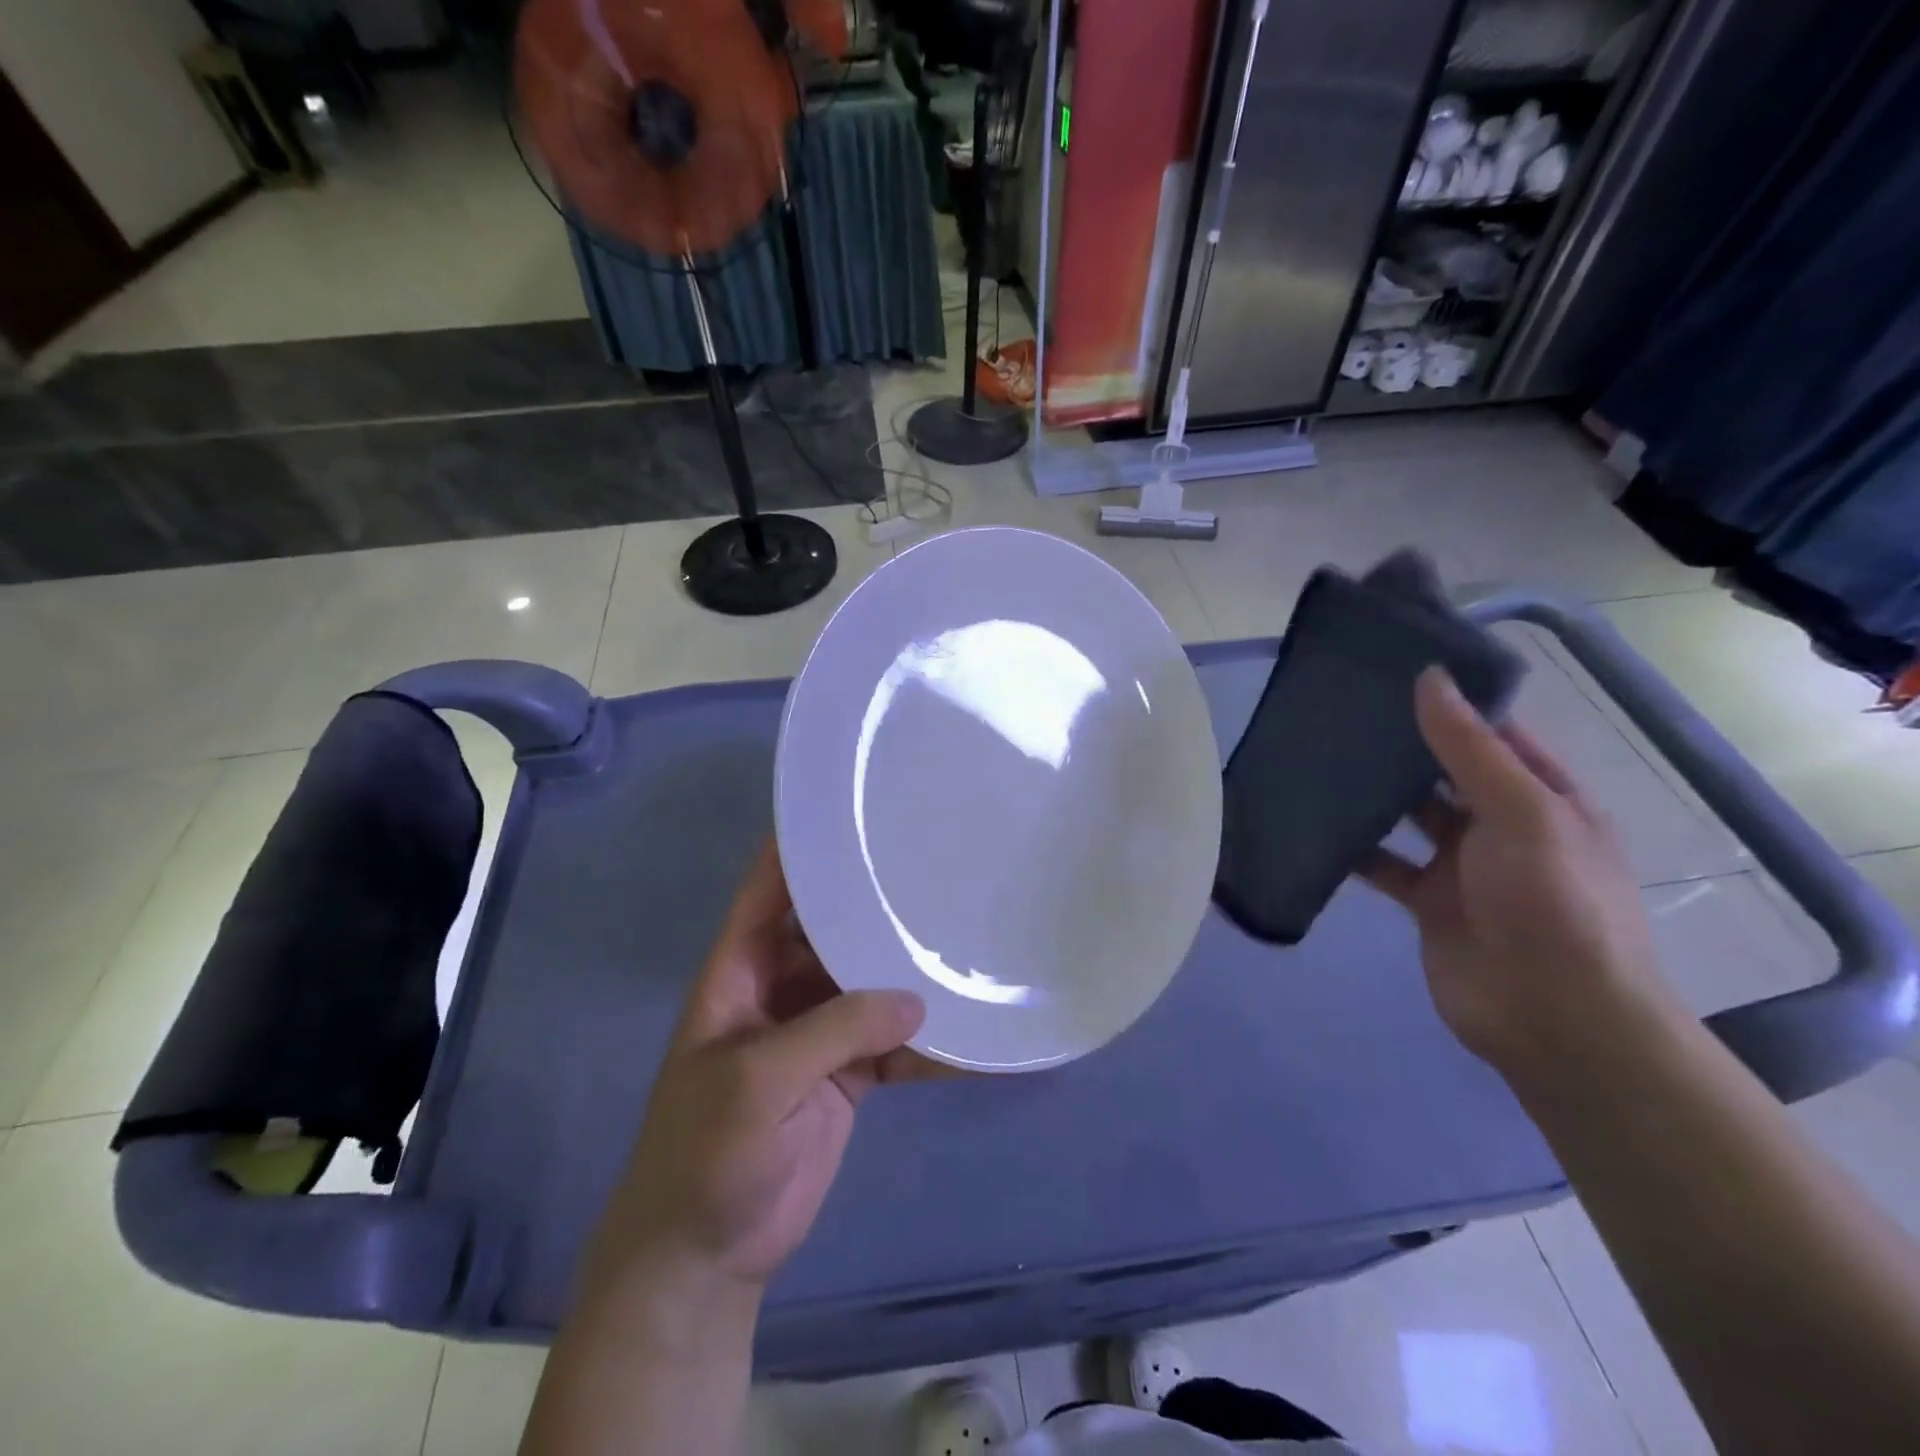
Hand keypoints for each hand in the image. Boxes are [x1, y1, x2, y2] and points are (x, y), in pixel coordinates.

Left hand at [581, 842, 930, 1308]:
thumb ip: (834, 1031)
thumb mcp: (758, 1081)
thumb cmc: (705, 1154)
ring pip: (870, 983)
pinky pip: (894, 1044)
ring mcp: (818, 1031)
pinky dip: (930, 1044)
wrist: (703, 1257)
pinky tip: (973, 1039)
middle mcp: (782, 987)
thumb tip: (916, 1002)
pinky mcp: (848, 1074)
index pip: (770, 890)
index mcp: (742, 969)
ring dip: (910, 972)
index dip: (800, 846)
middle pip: (832, 929)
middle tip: (933, 866)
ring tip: (965, 939)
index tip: (852, 810)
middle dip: (874, 903)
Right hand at [1361, 669, 1674, 1080]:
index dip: (1451, 703)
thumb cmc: (1553, 904)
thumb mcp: (1522, 814)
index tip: (1392, 672)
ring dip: (1376, 794)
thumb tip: (1429, 678)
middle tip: (1339, 710)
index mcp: (1545, 798)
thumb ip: (1470, 749)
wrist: (1553, 1020)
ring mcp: (1464, 866)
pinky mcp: (1428, 902)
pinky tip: (1317, 826)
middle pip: (1447, 772)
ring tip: (1320, 758)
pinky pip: (1384, 863)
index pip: (1495, 734)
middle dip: (1403, 745)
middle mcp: (1504, 825)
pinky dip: (1355, 847)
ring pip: (1411, 815)